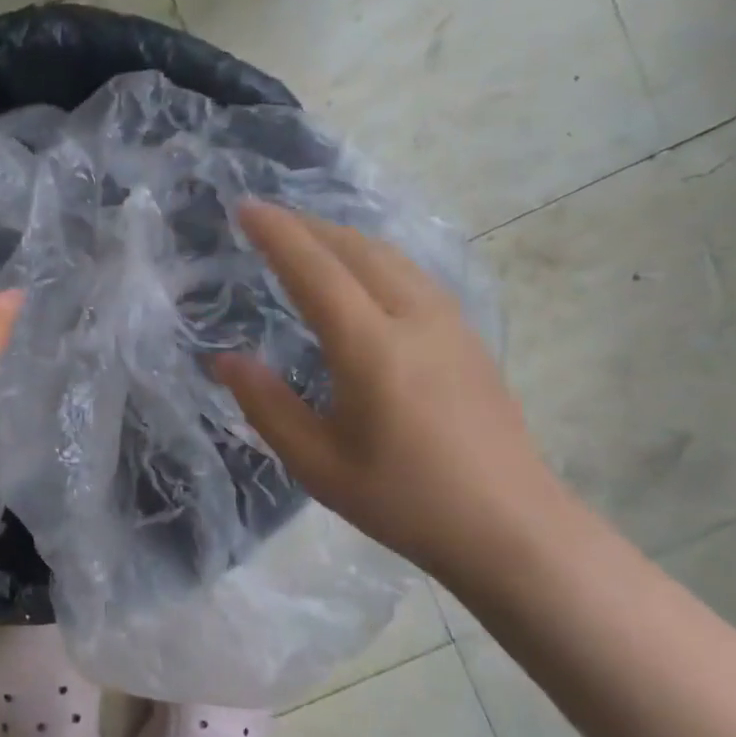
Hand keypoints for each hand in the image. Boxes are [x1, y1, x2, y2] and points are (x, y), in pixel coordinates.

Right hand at [212, 202, 570, 588]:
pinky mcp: (468, 337)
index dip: (277, 235)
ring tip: (307, 238)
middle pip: (356, 249)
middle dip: (307, 226)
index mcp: (372, 348)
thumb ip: (266, 404)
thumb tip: (224, 359)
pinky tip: (361, 274)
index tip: (244, 208)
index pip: (315, 271)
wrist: (511, 528)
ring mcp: (450, 323)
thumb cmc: (403, 500)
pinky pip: (412, 273)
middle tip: (266, 219)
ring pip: (390, 256)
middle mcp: (414, 319)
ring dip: (342, 237)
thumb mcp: (316, 463)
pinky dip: (372, 257)